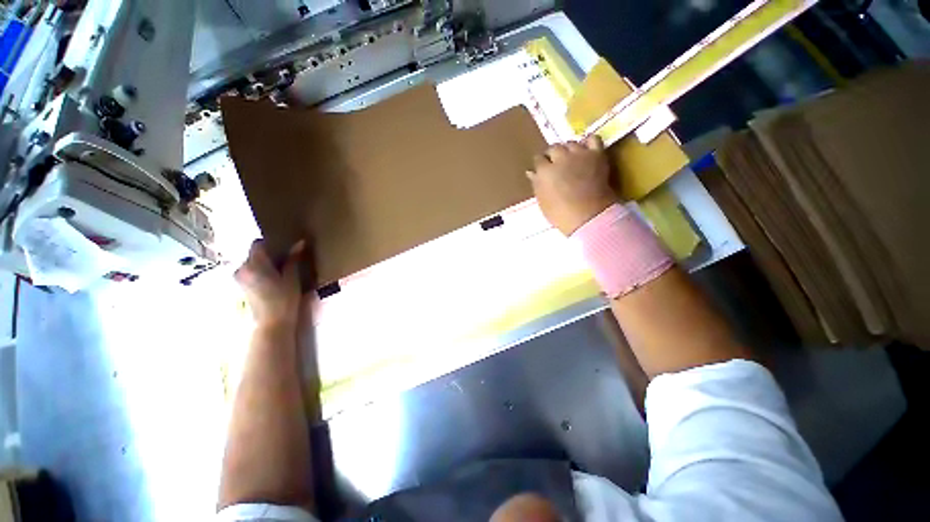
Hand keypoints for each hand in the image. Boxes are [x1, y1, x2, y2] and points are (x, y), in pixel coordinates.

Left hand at [235, 240, 304, 330]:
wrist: (271, 324)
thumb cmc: (284, 300)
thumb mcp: (292, 278)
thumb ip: (293, 259)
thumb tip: (300, 242)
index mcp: (254, 264)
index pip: (258, 243)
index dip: (271, 244)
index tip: (284, 249)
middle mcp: (241, 268)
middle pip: (254, 254)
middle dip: (268, 255)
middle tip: (284, 262)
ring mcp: (238, 278)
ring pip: (251, 264)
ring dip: (263, 265)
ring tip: (278, 273)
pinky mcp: (239, 287)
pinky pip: (249, 273)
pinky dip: (259, 273)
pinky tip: (271, 282)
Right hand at [528, 135, 618, 235]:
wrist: (588, 216)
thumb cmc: (560, 213)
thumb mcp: (542, 201)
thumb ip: (537, 184)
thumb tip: (531, 172)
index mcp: (544, 171)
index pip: (538, 159)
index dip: (540, 164)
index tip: (542, 170)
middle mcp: (560, 158)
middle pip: (554, 148)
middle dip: (552, 155)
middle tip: (555, 164)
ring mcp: (579, 154)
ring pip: (571, 143)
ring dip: (568, 149)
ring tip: (570, 158)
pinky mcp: (597, 155)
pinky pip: (593, 139)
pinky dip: (589, 142)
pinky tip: (586, 150)